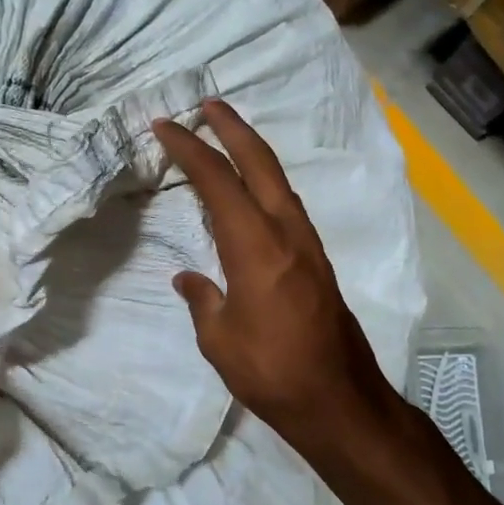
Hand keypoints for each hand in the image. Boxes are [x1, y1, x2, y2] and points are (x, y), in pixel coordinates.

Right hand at [152, 101, 403, 465]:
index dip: (189, 149)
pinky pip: (286, 204)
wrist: (338, 399)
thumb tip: (190, 278)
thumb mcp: (219, 339)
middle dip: (232, 128)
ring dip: (253, 151)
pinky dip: (266, 182)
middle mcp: (285, 232)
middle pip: (259, 162)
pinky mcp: (317, 260)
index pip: (217, 180)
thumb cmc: (271, 371)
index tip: (165, 126)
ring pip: (279, 180)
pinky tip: (254, 191)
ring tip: (228, 136)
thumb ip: (203, 299)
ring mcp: (307, 244)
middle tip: (207, 105)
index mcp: (255, 245)